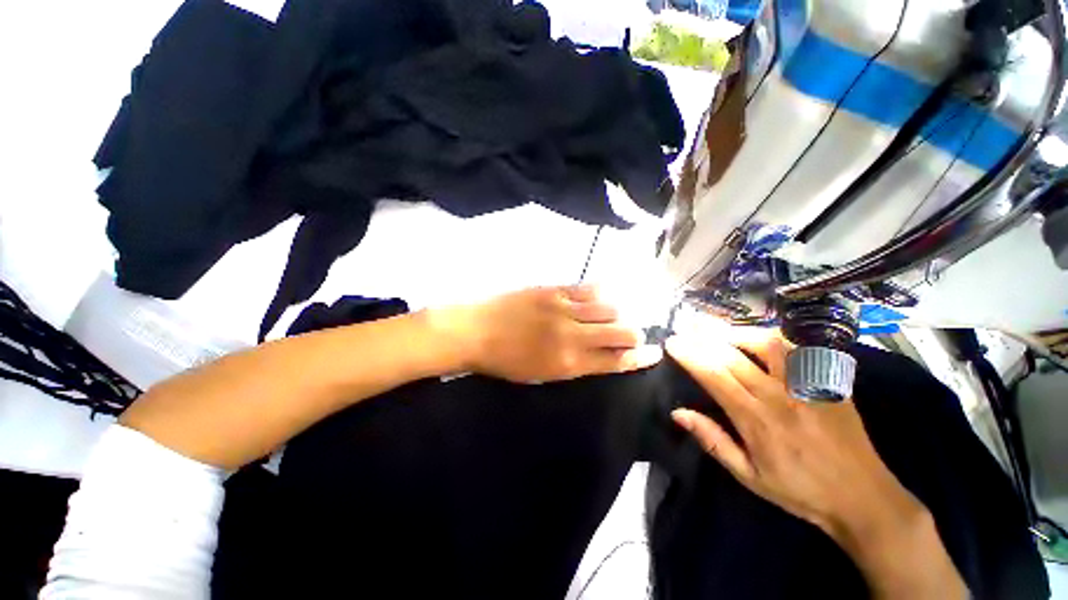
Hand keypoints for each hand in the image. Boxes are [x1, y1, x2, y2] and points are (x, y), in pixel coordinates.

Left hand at [432, 285, 662, 382]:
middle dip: (635, 334)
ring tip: (618, 315)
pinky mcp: (553, 289)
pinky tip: (605, 293)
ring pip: (609, 307)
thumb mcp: (540, 375)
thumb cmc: (505, 360)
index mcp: (569, 363)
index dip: (640, 358)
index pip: (616, 360)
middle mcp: (573, 335)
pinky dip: (601, 292)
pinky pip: (587, 288)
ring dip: (620, 313)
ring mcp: (564, 308)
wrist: (475, 331)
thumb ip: (573, 364)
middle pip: (620, 331)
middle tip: (636, 334)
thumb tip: (599, 355)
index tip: (654, 353)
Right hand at [666, 328, 967, 597]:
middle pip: (733, 355)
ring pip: (767, 343)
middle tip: (686, 329)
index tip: (672, 343)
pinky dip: (774, 337)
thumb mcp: (748, 475)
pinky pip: (799, 349)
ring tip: (718, 330)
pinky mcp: (829, 381)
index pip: (714, 376)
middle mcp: (780, 396)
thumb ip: (712, 440)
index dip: (690, 355)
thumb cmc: (799, 490)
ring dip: (737, 333)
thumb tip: (678, 413)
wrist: (863, 496)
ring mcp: (808, 385)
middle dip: (703, 338)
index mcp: (757, 420)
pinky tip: (760, 337)